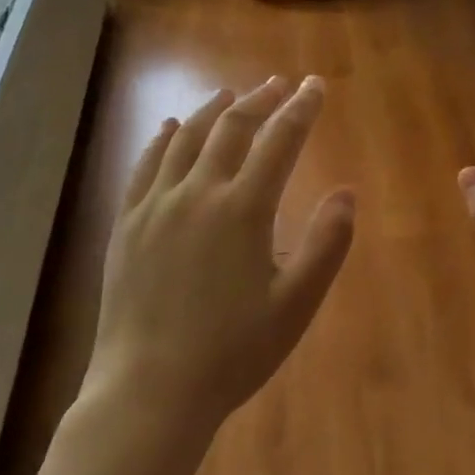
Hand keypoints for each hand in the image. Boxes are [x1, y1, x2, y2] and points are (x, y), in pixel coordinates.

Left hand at [84, 76, 355, 433]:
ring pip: (187, 138)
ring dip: (213, 110)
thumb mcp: (296, 304)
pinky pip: (145, 164)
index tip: (314, 85)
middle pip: (232, 128)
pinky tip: (171, 127)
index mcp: (244, 208)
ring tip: (229, 94)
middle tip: (277, 84)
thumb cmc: (233, 351)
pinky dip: (163, 138)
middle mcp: (198, 192)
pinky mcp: (127, 222)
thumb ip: (326, 243)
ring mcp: (156, 204)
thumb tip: (347, 193)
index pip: (280, 140)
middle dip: (259, 100)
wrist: (150, 390)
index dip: (301, 108)